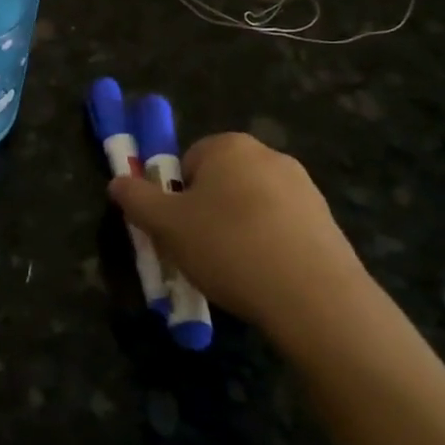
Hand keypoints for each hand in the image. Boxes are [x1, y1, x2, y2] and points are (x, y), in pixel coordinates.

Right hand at [110, 133, 377, 357]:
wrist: (315, 298)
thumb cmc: (229, 247)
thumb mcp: (166, 225)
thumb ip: (136, 198)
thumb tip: (117, 182)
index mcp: (229, 146)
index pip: (187, 161)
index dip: (175, 196)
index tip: (176, 229)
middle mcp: (269, 156)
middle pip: (220, 182)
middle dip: (206, 213)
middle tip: (198, 251)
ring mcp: (304, 188)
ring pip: (251, 206)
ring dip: (237, 231)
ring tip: (233, 272)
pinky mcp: (327, 222)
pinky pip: (281, 228)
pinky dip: (268, 247)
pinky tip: (265, 278)